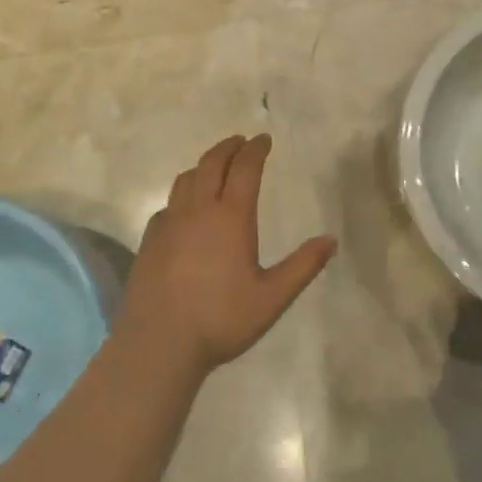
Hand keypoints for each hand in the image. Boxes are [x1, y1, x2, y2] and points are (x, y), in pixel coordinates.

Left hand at [123, 134, 336, 373]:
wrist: (160, 342)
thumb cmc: (221, 319)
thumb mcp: (272, 297)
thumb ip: (303, 266)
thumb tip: (331, 240)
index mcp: (231, 217)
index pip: (245, 169)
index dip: (256, 150)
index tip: (264, 139)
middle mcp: (198, 210)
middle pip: (212, 163)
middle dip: (229, 147)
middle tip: (241, 142)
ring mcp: (170, 223)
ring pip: (186, 179)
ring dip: (204, 165)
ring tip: (215, 166)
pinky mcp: (150, 239)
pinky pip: (168, 203)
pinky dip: (183, 193)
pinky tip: (186, 208)